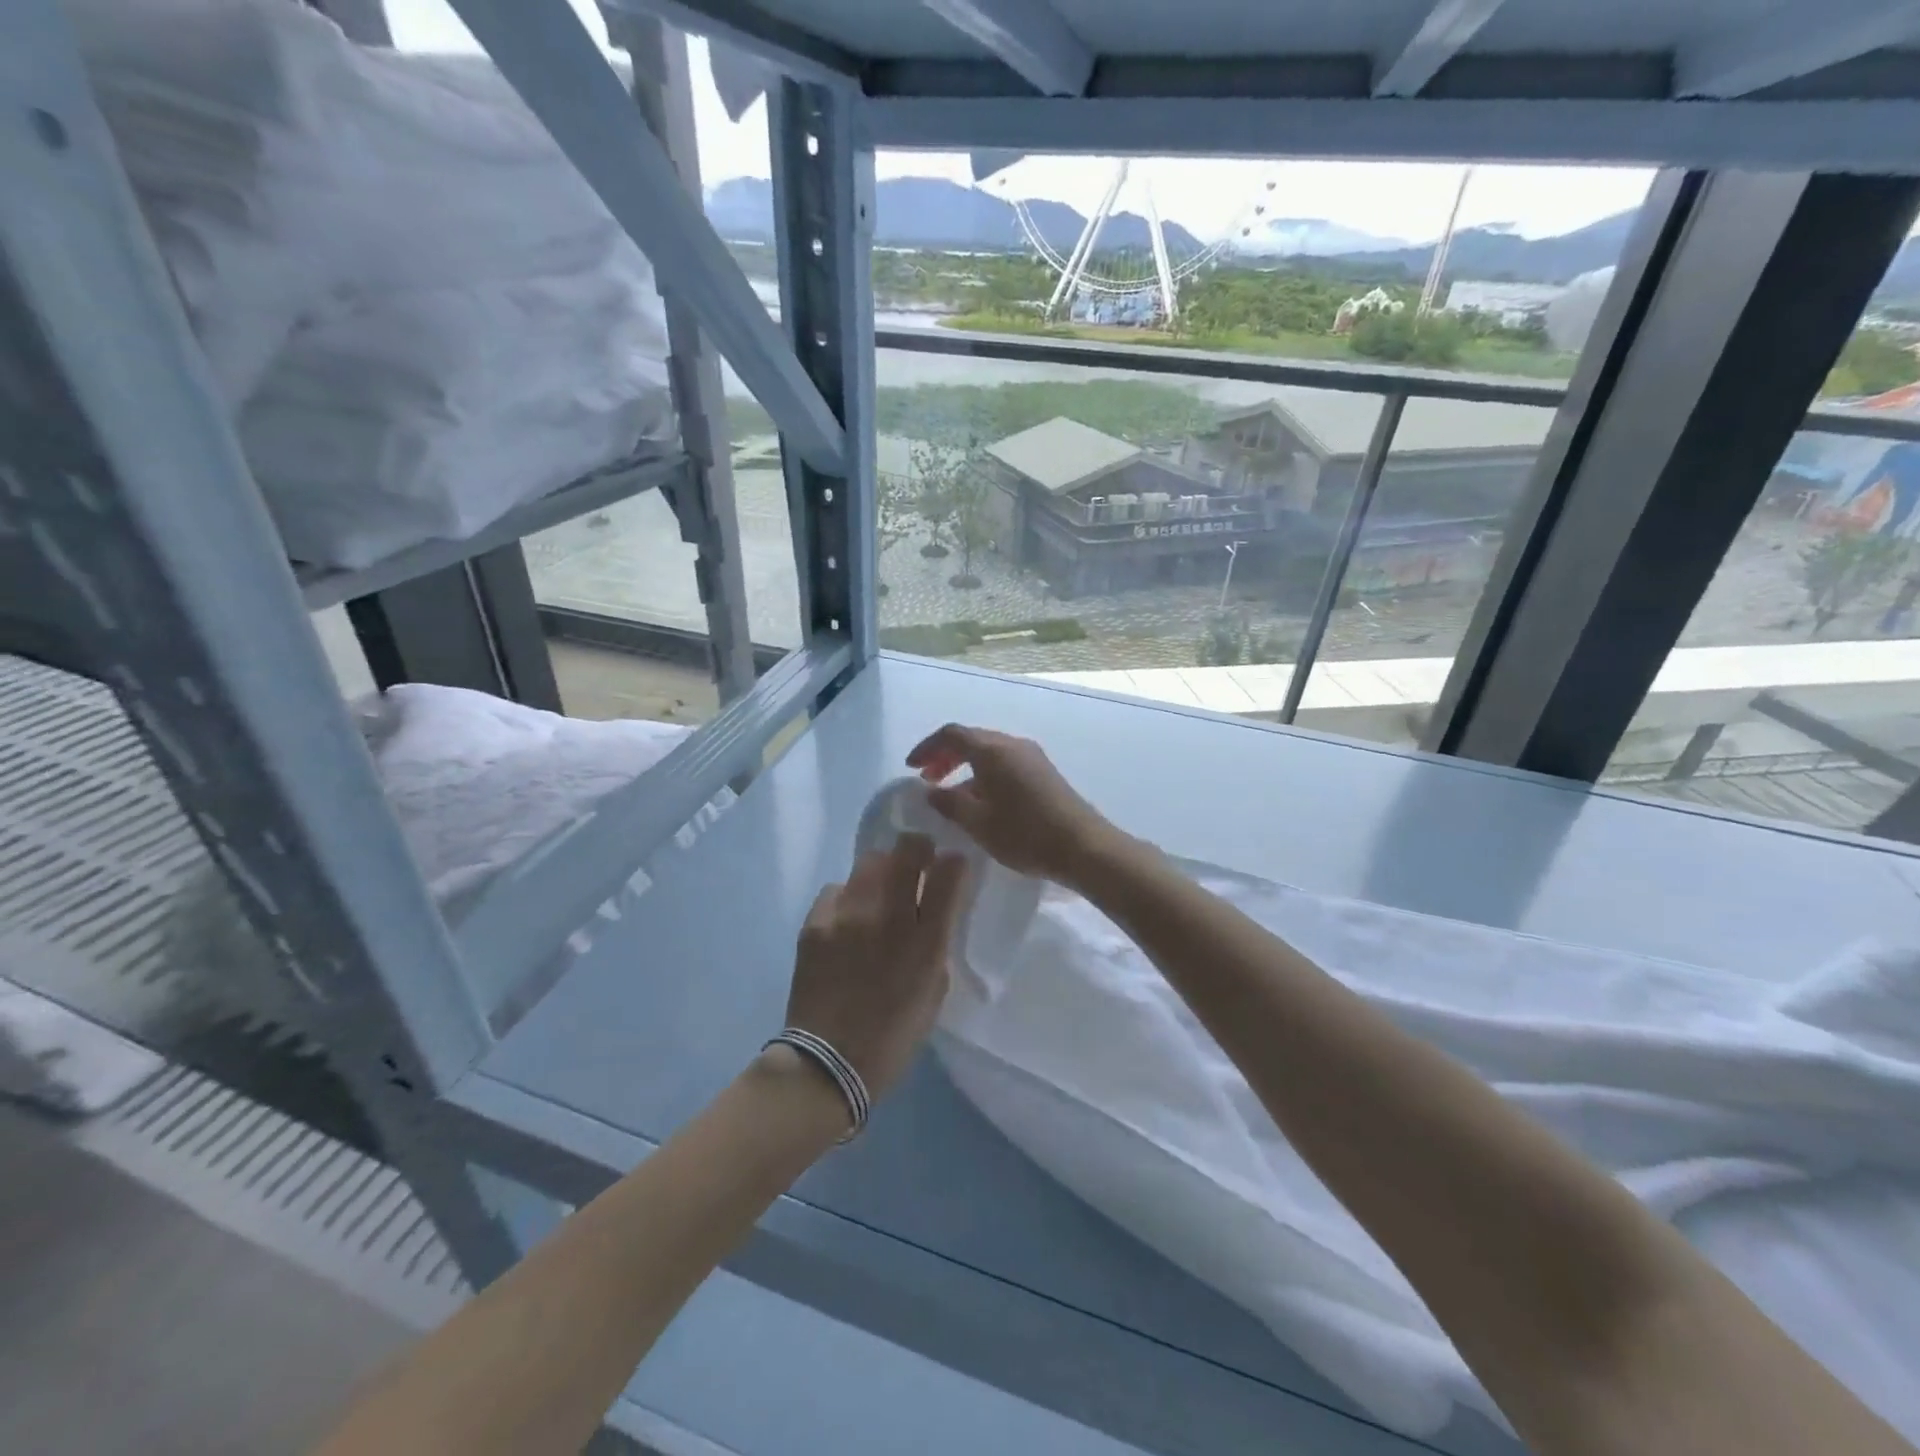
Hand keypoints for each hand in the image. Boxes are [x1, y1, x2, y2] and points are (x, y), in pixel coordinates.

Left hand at [784, 834, 967, 1104]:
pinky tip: (846, 919)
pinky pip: (836, 889)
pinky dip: (846, 897)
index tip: (952, 864)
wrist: (827, 1063)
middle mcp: (888, 917)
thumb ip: (936, 945)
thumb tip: (932, 912)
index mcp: (926, 941)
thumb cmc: (892, 1036)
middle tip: (916, 860)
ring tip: (878, 892)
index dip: (954, 862)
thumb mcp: (933, 990)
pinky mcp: (815, 922)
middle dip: (917, 848)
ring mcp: (848, 915)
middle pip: (906, 851)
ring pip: (869, 862)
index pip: (948, 875)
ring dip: (881, 870)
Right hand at [906, 724, 1116, 886]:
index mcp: (992, 750)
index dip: (927, 748)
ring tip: (951, 795)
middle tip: (928, 780)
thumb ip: (949, 804)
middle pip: (972, 739)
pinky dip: (984, 774)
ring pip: (989, 752)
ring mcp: (1032, 757)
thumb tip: (931, 791)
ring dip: (965, 767)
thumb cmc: (1024, 834)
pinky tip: (981, 802)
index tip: (911, 768)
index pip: (951, 734)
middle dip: (945, 756)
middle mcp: (1012, 744)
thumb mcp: (978, 823)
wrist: (1082, 846)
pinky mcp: (1043, 772)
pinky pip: (1005, 763)